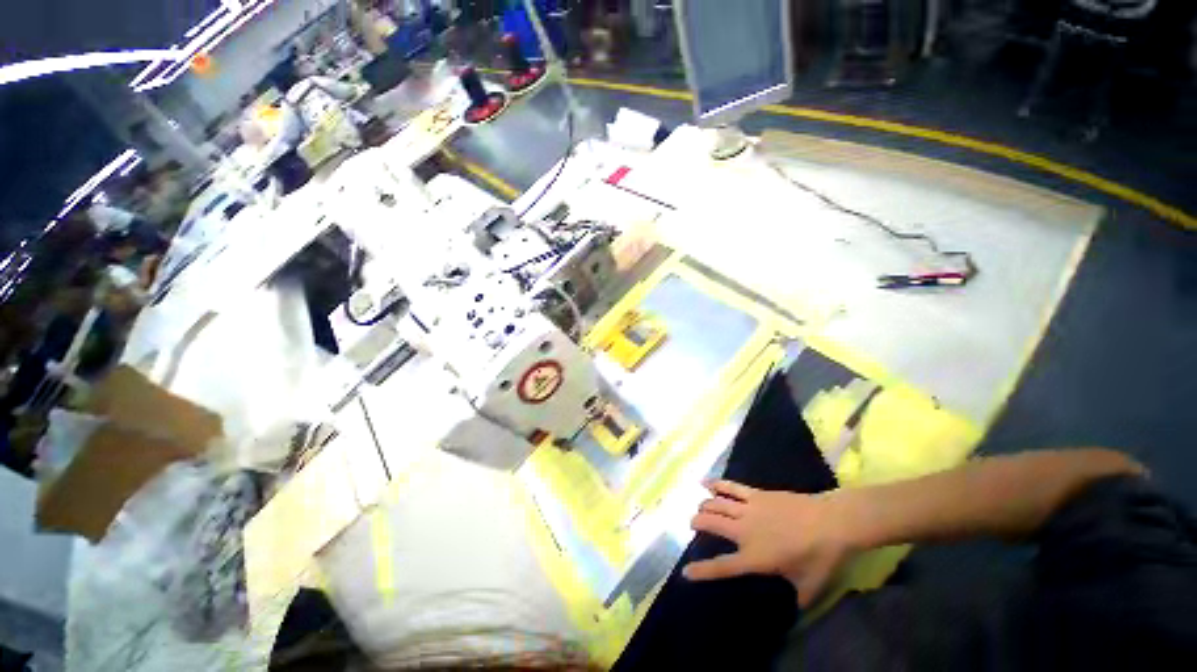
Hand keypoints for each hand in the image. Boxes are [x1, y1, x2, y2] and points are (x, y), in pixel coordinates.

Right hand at [683, 480, 856, 607]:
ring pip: (716, 504)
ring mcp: (748, 509)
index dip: (702, 570)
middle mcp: (745, 531)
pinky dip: (715, 484)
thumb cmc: (820, 557)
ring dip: (705, 506)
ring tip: (700, 508)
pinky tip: (704, 482)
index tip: (685, 572)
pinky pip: (730, 487)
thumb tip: (792, 613)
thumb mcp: (808, 587)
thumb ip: (795, 600)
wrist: (830, 522)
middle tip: (693, 525)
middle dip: (696, 523)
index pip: (722, 566)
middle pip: (711, 524)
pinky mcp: (755, 494)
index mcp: (755, 558)